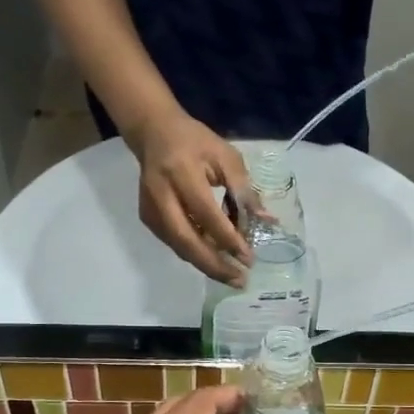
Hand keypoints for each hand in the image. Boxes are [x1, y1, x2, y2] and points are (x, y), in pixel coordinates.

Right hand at [127, 108, 252, 283]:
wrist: (154, 134)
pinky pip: (174, 243)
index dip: (227, 239)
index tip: (249, 257)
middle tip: (239, 280)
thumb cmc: (196, 142)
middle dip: (214, 265)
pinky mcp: (147, 218)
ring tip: (232, 276)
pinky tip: (215, 259)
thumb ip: (244, 190)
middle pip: (186, 240)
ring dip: (206, 264)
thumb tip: (266, 222)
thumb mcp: (227, 157)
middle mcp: (161, 195)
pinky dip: (195, 254)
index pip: (206, 214)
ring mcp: (150, 209)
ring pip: (179, 247)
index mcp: (182, 173)